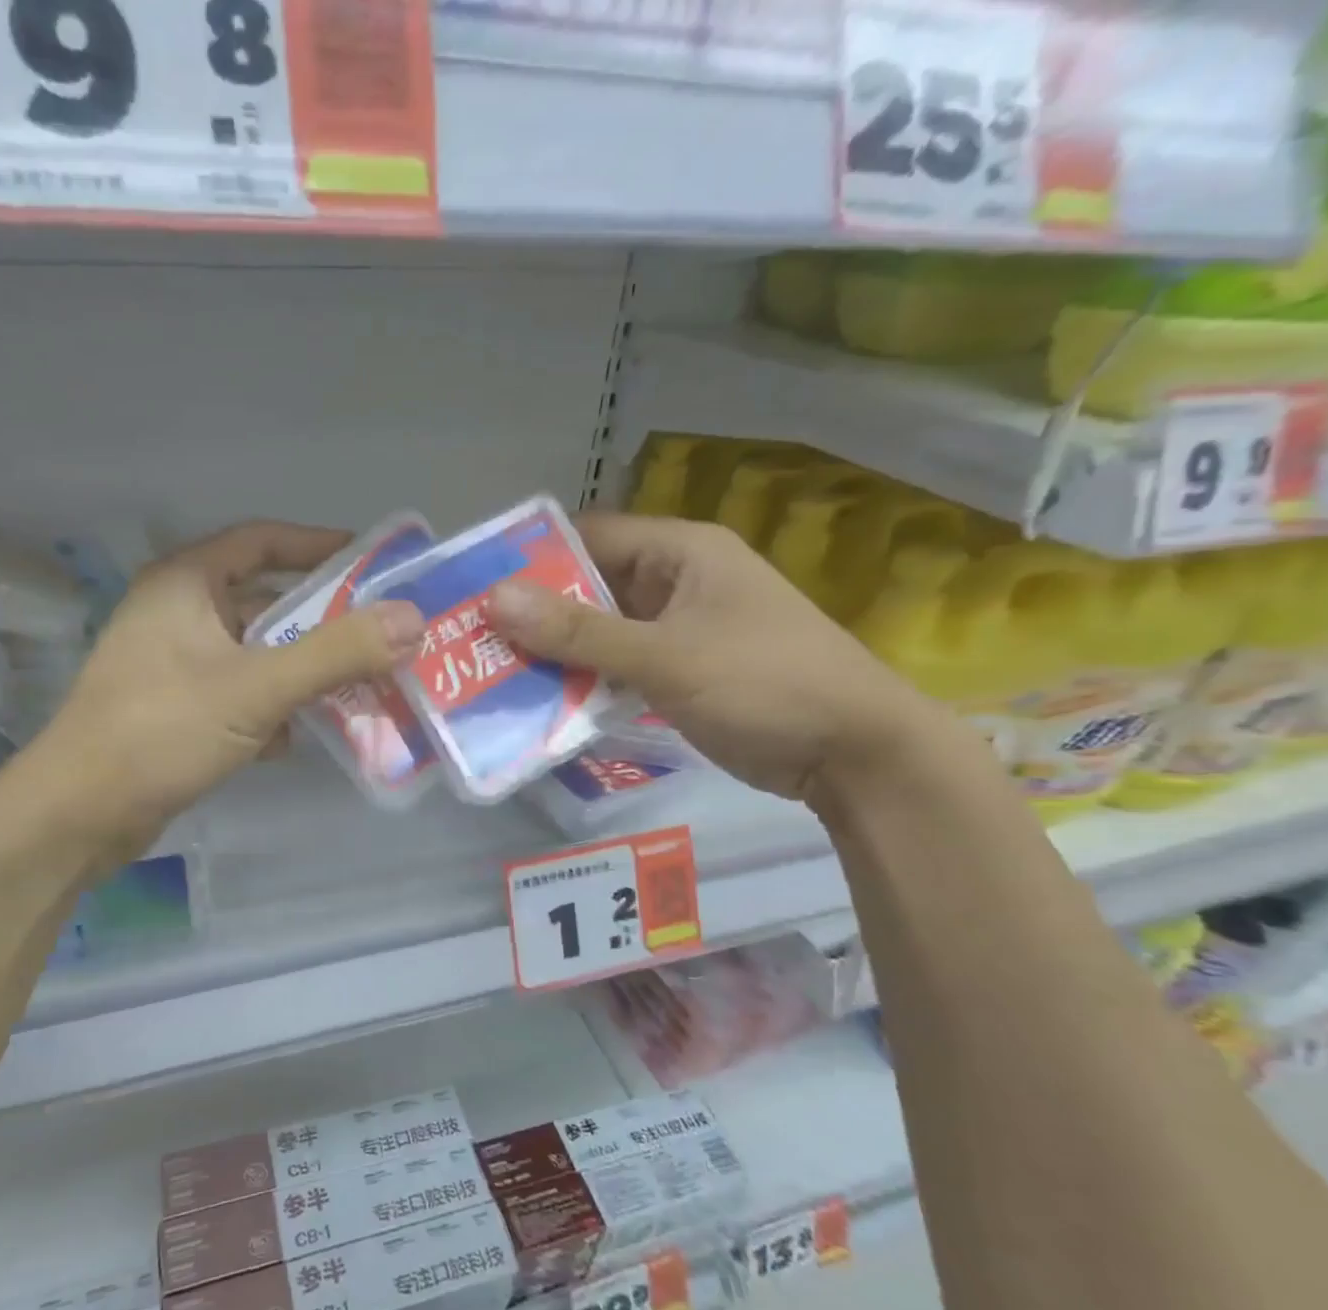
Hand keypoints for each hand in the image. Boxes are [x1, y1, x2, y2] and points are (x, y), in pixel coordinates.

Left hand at [19, 521, 424, 859]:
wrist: (81, 814)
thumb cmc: (162, 730)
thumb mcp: (257, 687)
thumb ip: (336, 652)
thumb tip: (412, 618)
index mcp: (185, 582)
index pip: (261, 540)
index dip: (318, 546)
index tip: (372, 563)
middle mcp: (177, 612)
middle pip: (265, 601)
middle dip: (322, 621)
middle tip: (381, 634)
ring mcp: (173, 663)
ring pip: (255, 653)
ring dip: (302, 670)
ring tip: (358, 686)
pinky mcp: (176, 708)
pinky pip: (239, 692)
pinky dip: (272, 706)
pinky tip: (297, 736)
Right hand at [489, 514, 941, 802]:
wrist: (853, 754)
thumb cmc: (764, 684)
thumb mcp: (665, 656)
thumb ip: (579, 632)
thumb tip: (495, 598)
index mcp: (680, 552)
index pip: (589, 537)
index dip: (534, 559)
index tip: (478, 590)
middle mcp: (676, 582)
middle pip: (590, 587)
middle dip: (537, 615)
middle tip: (474, 642)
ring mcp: (678, 630)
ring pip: (601, 632)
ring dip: (557, 654)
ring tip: (493, 675)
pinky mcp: (679, 673)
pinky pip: (618, 668)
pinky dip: (585, 683)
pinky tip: (541, 704)